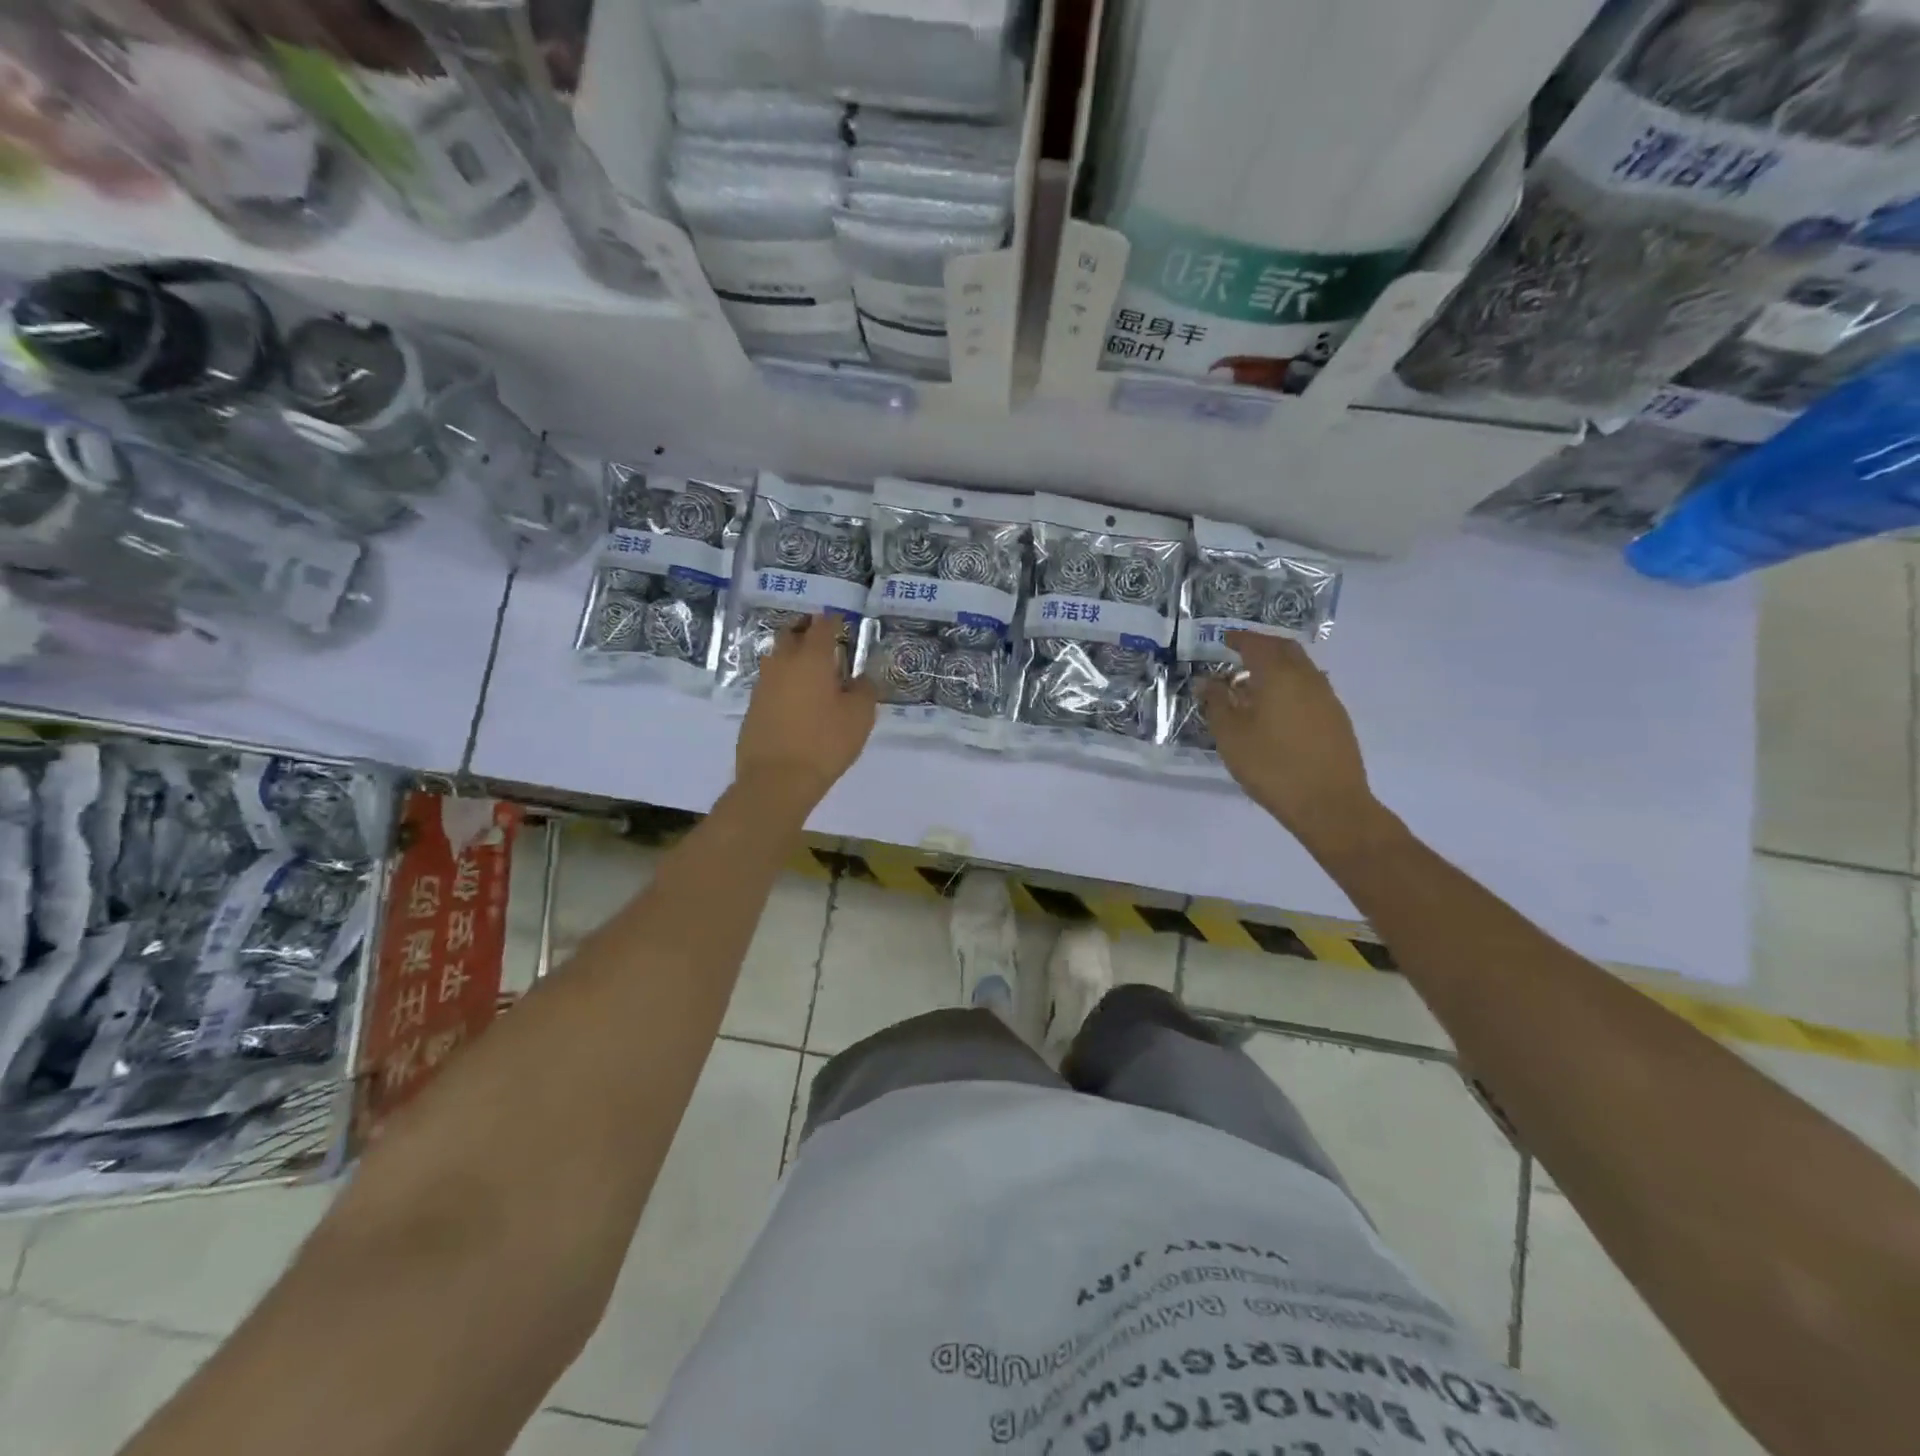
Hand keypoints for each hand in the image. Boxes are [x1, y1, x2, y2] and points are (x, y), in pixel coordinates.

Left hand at [734, 617, 875, 814]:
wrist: (776, 780)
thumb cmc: (825, 743)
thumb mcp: (860, 717)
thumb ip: (864, 690)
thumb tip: (860, 679)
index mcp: (811, 658)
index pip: (823, 625)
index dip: (834, 621)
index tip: (843, 624)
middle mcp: (783, 663)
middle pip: (792, 633)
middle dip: (807, 631)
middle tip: (824, 642)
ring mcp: (763, 684)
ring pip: (777, 657)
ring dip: (793, 657)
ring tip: (812, 673)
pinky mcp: (753, 707)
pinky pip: (771, 683)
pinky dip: (784, 682)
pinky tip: (797, 700)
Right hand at [1197, 632, 1377, 847]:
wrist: (1329, 804)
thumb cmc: (1272, 766)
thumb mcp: (1231, 736)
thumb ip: (1216, 703)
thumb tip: (1207, 681)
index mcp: (1278, 675)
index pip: (1257, 645)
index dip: (1238, 639)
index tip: (1224, 640)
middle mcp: (1307, 678)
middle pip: (1284, 649)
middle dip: (1261, 646)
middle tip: (1239, 654)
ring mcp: (1327, 697)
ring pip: (1301, 668)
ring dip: (1277, 667)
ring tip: (1254, 684)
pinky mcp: (1337, 718)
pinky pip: (1310, 687)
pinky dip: (1290, 685)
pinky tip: (1277, 708)